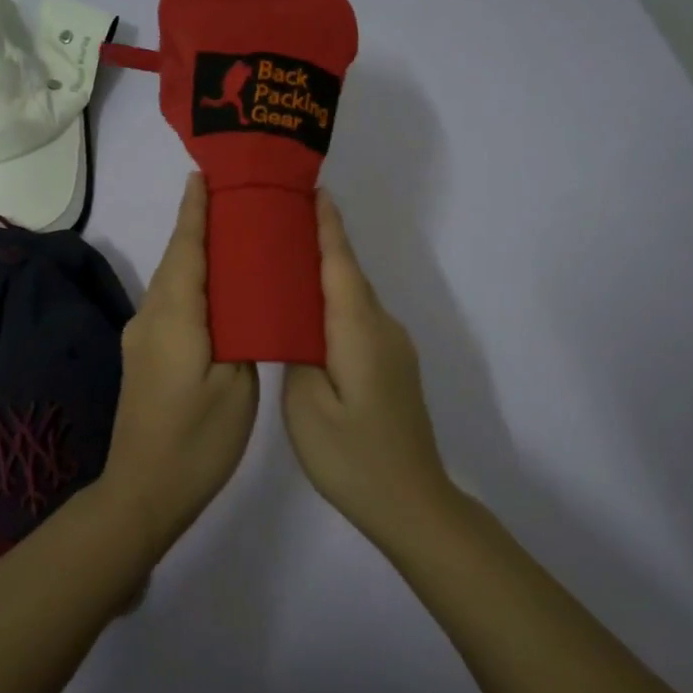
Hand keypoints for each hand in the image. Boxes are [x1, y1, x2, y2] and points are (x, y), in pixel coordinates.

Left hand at [105, 174, 258, 544]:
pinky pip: (171, 305)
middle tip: (237, 200)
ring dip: (196, 255)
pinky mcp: (144, 356)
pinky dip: (193, 286)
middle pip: (177, 259)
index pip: (186, 248)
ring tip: (234, 238)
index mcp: (175, 316)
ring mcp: (142, 338)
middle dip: (200, 225)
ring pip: (173, 283)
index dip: (196, 210)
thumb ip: (242, 332)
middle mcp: (150, 317)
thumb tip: (243, 303)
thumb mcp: (237, 385)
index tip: (206, 174)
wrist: (144, 490)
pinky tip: (218, 291)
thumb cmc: (198, 439)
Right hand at [283, 190, 455, 537]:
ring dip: (327, 274)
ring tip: (285, 261)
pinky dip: (335, 304)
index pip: (340, 264)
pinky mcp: (393, 367)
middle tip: (280, 220)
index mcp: (359, 330)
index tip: (312, 190)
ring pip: (354, 299)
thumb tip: (296, 323)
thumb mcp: (306, 405)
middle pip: (349, 275)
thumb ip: (298, 352)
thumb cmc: (352, 456)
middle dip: (321, 242)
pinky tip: (310, 313)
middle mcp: (382, 328)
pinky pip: (359, 321)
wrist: (412, 503)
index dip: (327, 226)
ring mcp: (393, 349)